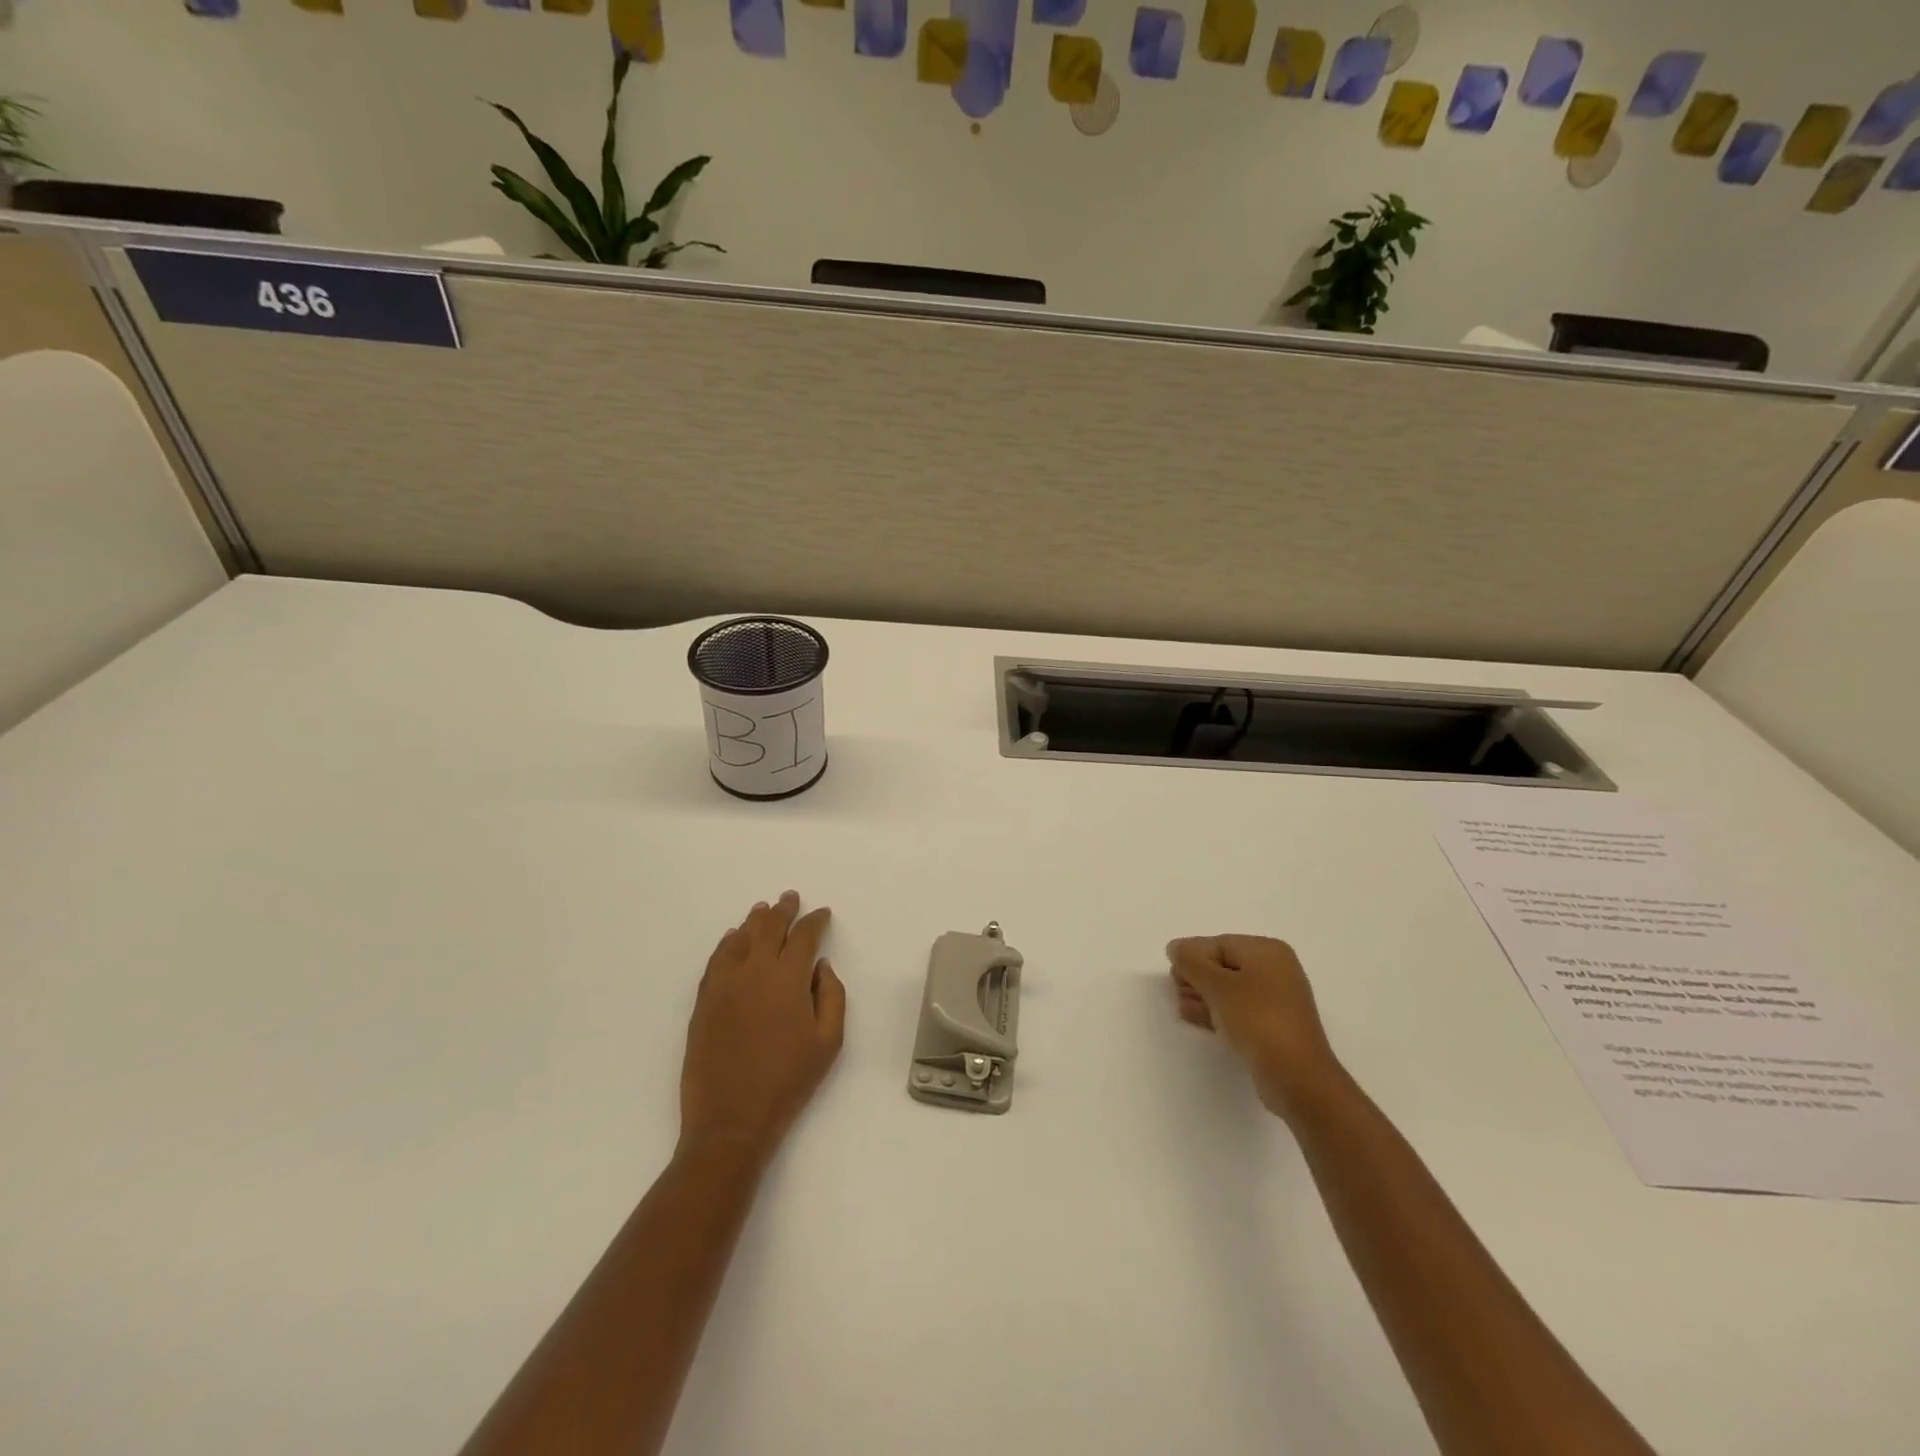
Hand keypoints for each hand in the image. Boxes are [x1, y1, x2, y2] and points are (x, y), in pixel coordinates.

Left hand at [680, 892, 845, 1161]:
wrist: (731, 1120)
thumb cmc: (788, 1081)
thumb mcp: (829, 1042)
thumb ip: (832, 995)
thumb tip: (821, 966)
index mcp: (788, 978)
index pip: (803, 936)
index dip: (815, 921)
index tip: (823, 914)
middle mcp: (754, 970)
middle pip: (769, 928)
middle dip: (783, 910)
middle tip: (790, 898)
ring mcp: (724, 984)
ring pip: (740, 938)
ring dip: (754, 921)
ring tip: (763, 910)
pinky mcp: (704, 1001)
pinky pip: (716, 959)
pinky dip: (727, 943)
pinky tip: (732, 938)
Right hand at [1168, 935, 1345, 1120]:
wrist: (1296, 1077)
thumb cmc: (1256, 1020)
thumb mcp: (1217, 985)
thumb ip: (1191, 962)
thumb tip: (1175, 947)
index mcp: (1267, 951)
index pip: (1218, 944)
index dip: (1191, 956)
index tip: (1172, 975)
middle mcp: (1275, 970)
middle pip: (1223, 965)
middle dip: (1196, 977)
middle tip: (1176, 991)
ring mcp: (1275, 1000)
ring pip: (1229, 990)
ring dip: (1203, 996)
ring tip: (1182, 1008)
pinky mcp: (1272, 1026)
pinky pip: (1238, 1010)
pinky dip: (1217, 1012)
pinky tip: (1195, 1018)